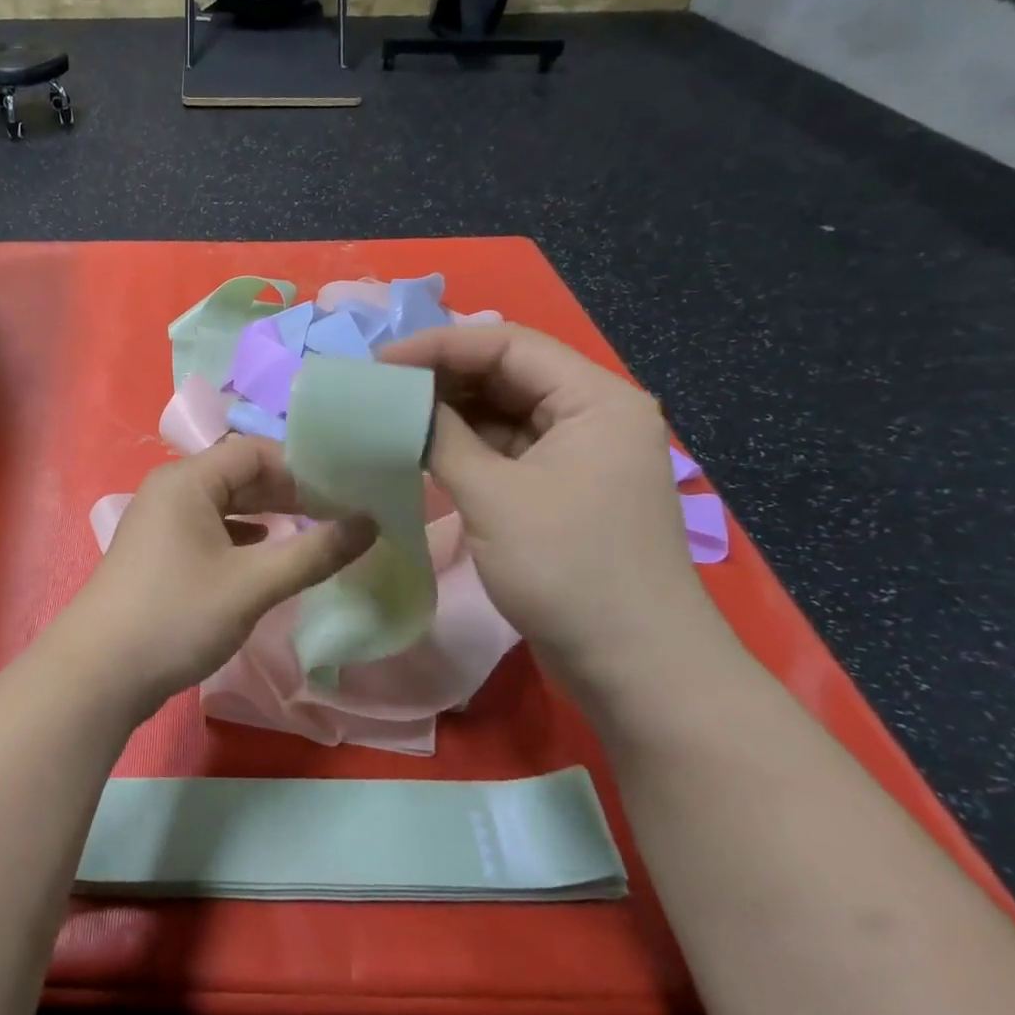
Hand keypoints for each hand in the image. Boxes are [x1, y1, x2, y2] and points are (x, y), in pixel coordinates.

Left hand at [64, 437, 376, 712]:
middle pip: (238, 475)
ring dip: (266, 515)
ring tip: (310, 533)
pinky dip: (241, 537)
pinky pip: (208, 530)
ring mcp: (160, 523)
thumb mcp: (253, 585)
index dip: (300, 468)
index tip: (342, 493)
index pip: (254, 451)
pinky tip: (264, 555)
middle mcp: (170, 491)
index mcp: (187, 480)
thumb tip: (370, 522)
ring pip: (224, 505)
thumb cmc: (177, 615)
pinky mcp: (158, 554)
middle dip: (287, 492)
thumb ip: (313, 553)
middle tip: (335, 515)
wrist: (99, 673)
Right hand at [379, 322, 716, 707]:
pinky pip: (504, 452)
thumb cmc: (569, 570)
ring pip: (501, 414)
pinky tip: (419, 451)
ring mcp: (576, 456)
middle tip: (378, 389)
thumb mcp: (494, 496)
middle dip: (441, 378)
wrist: (635, 669)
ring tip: (389, 416)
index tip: (380, 362)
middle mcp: (590, 416)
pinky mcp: (559, 491)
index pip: (508, 345)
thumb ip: (441, 437)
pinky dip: (462, 448)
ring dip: (448, 414)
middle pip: (506, 375)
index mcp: (594, 399)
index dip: (439, 346)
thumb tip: (397, 403)